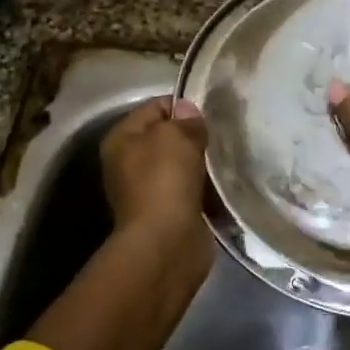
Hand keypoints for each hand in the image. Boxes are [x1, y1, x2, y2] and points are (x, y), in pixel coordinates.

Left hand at [102, 95, 211, 262]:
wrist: (166, 243)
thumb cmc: (164, 181)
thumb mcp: (175, 137)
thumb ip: (185, 120)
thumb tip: (188, 110)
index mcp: (121, 139)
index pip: (155, 107)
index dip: (183, 106)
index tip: (211, 112)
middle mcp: (129, 163)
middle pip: (168, 137)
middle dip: (195, 135)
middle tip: (223, 134)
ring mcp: (149, 190)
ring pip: (183, 165)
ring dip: (203, 163)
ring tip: (227, 156)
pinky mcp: (169, 212)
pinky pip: (192, 189)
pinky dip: (207, 187)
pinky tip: (225, 182)